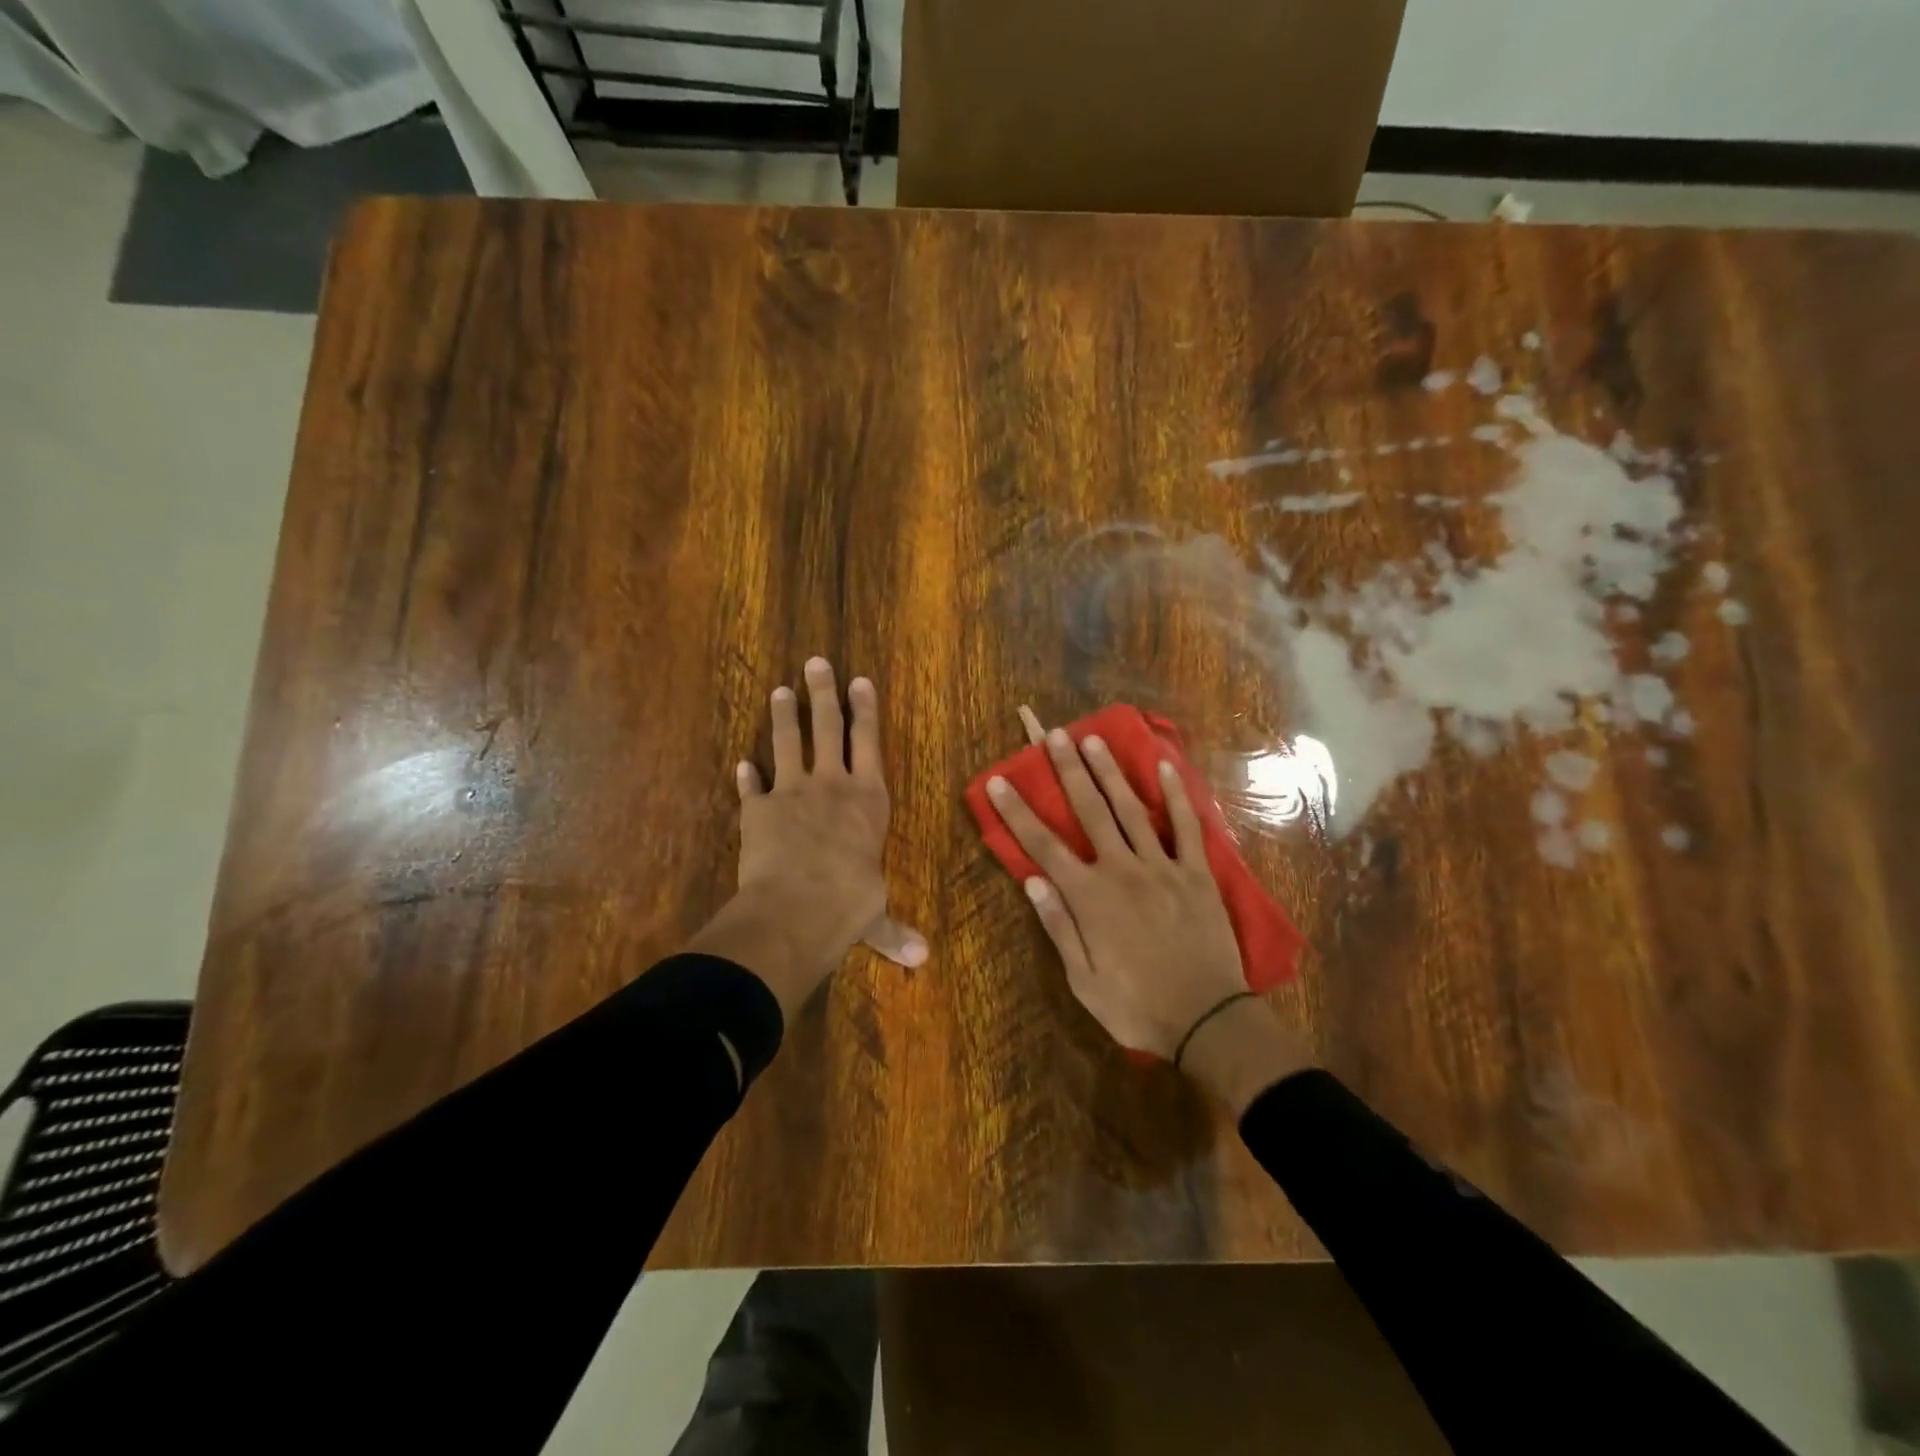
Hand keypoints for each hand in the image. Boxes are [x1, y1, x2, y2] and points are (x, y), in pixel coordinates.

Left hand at [689, 659, 925, 1022]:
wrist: (797, 906)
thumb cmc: (850, 902)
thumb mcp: (875, 915)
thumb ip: (892, 931)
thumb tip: (921, 960)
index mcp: (868, 799)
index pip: (869, 742)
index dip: (865, 709)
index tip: (860, 679)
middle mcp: (832, 785)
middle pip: (828, 727)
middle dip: (825, 693)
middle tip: (816, 661)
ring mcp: (792, 792)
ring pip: (789, 742)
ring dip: (785, 715)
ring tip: (781, 689)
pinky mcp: (758, 810)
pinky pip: (752, 787)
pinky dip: (747, 775)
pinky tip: (742, 762)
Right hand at [985, 728, 1311, 1107]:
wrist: (1208, 1021)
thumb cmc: (1138, 1007)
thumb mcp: (1083, 981)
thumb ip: (1058, 927)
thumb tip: (1032, 881)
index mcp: (1089, 897)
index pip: (1043, 846)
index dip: (1018, 812)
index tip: (999, 780)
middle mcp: (1121, 870)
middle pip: (1089, 811)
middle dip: (1068, 771)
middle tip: (1055, 735)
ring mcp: (1162, 868)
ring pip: (1131, 810)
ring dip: (1111, 772)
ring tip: (1094, 739)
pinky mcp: (1196, 874)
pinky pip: (1187, 827)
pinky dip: (1176, 796)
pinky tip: (1165, 767)